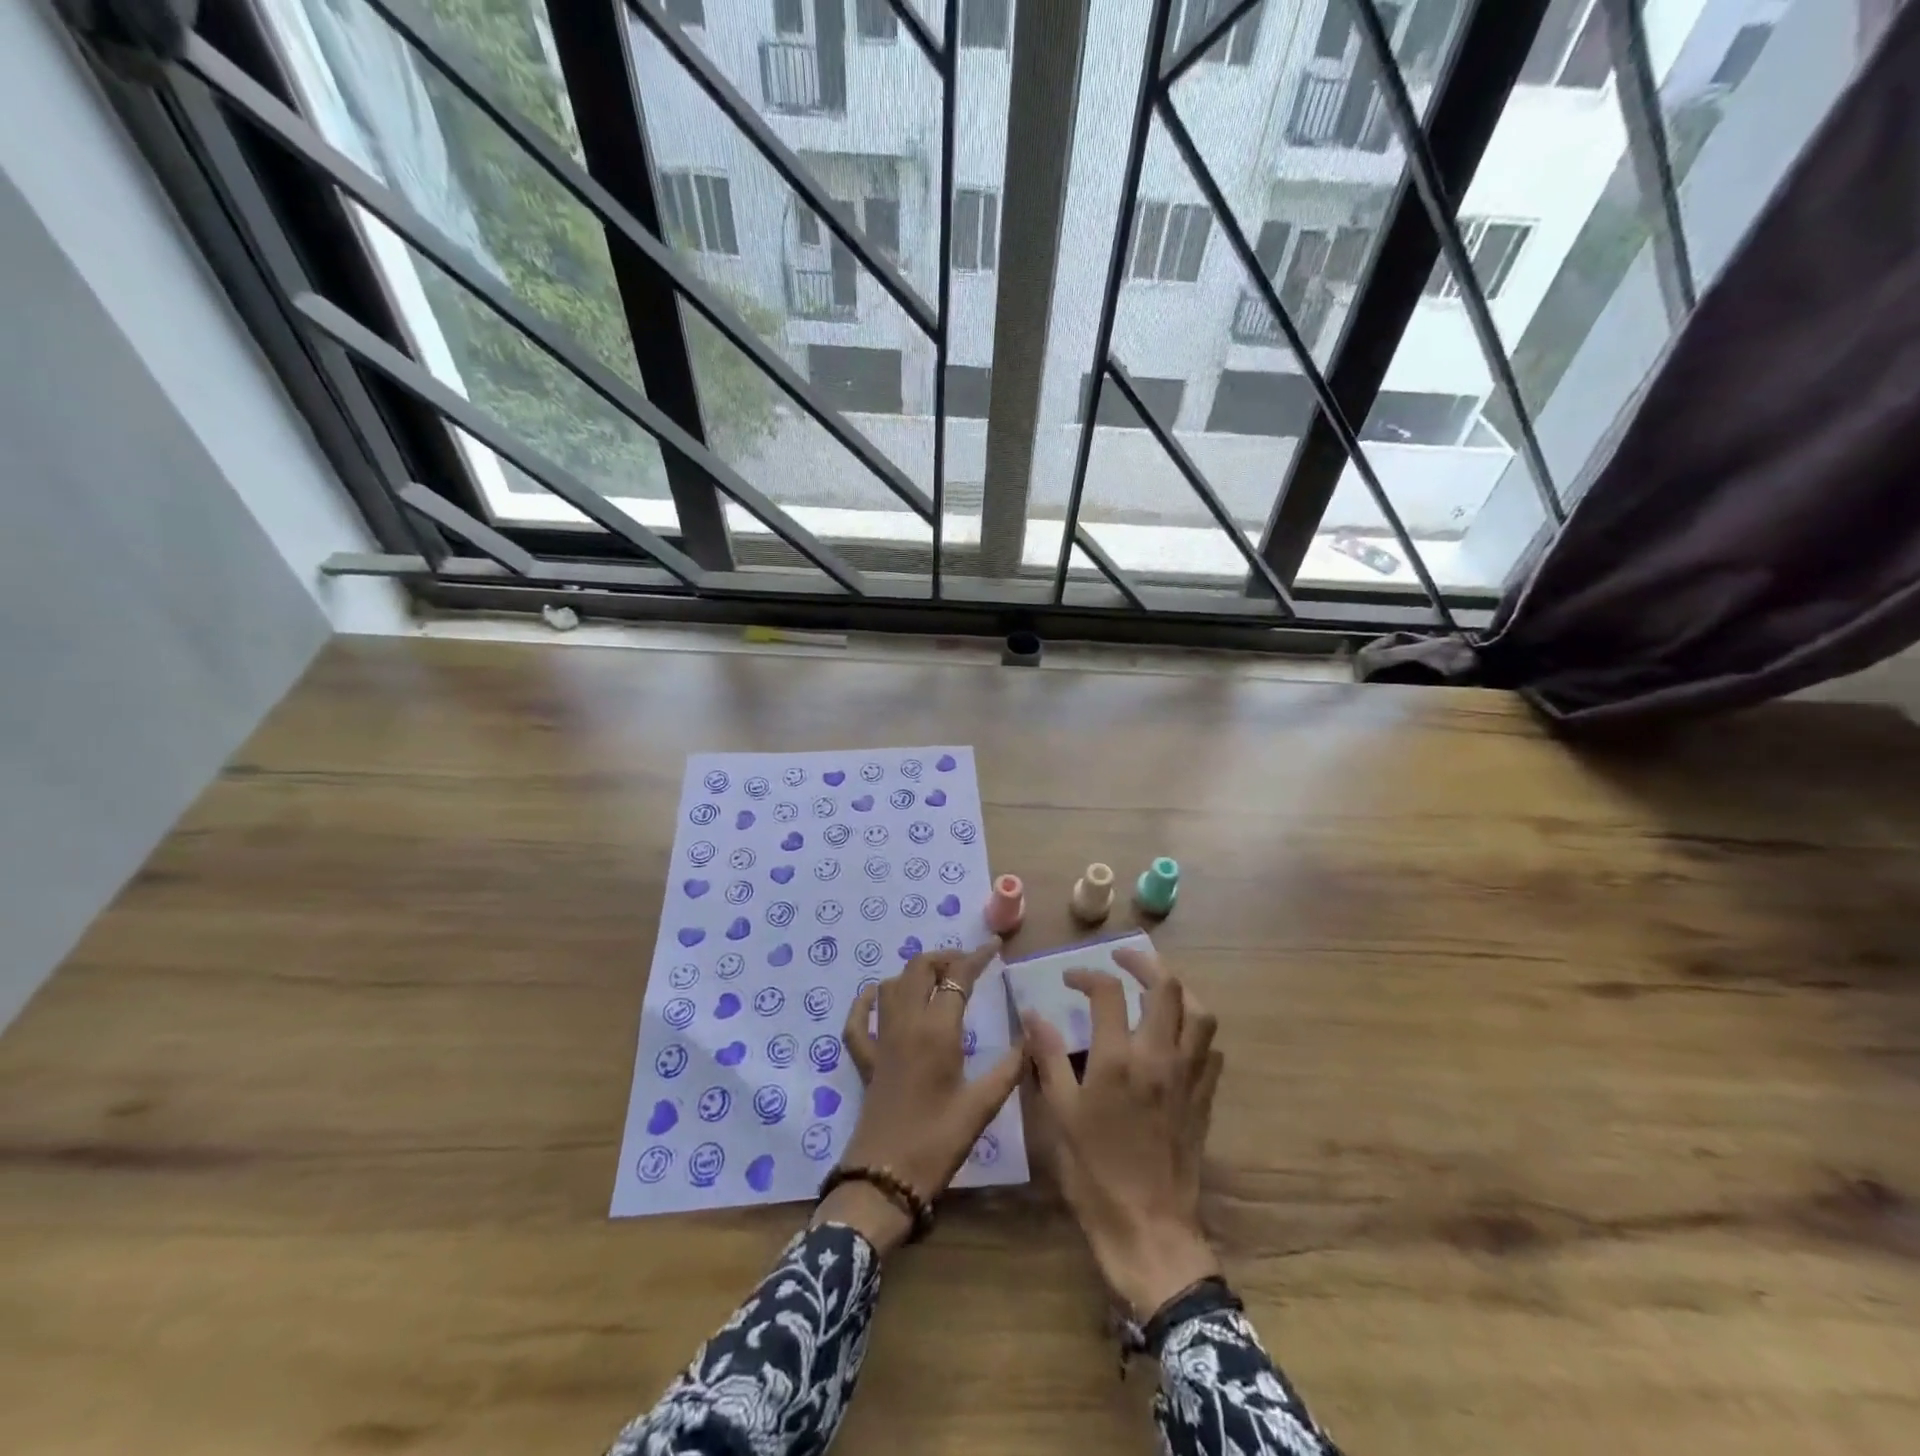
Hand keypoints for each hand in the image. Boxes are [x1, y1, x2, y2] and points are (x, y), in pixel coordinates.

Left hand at [817, 939, 1022, 1253]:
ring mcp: (881, 1040)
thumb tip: (1033, 1036)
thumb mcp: (982, 1106)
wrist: (884, 1179)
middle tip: (968, 967)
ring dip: (914, 973)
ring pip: (892, 986)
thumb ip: (1010, 1067)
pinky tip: (876, 996)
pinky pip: (858, 1021)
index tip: (994, 947)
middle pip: (919, 968)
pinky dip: (866, 1002)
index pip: (958, 977)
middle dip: (944, 958)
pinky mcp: (866, 1060)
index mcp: (937, 1030)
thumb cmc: (937, 1141)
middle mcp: (906, 1023)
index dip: (977, 957)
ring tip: (938, 980)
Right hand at [1025, 946, 1224, 1316]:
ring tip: (1155, 988)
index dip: (1087, 975)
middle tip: (1122, 959)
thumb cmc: (1097, 1173)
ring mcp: (1189, 1076)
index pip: (1108, 991)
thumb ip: (1048, 1057)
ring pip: (1200, 1013)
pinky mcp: (1205, 1097)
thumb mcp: (1061, 1114)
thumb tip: (1033, 1014)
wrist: (1151, 1230)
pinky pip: (1211, 1049)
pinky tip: (1176, 1036)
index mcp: (1119, 1059)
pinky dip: (1195, 1030)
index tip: (1069, 981)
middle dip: (1144, 963)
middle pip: (1167, 987)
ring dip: (1179, 991)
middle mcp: (1160, 1057)